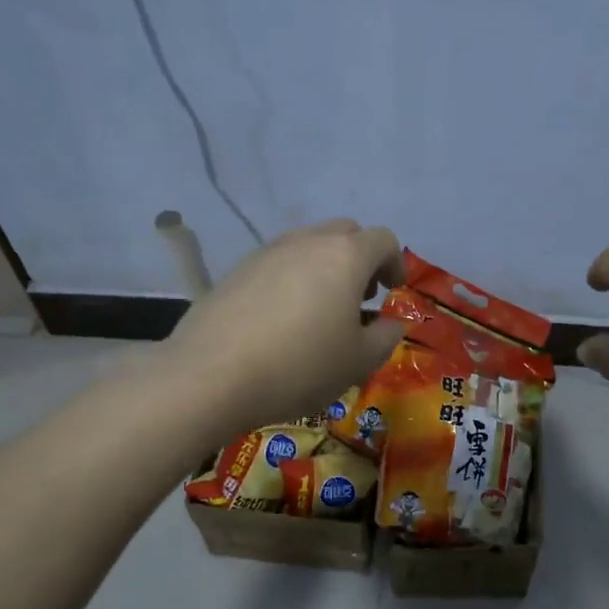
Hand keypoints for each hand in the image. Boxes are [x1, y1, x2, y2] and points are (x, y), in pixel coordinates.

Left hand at [163, 219, 405, 434]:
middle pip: (345, 233)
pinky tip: (282, 321)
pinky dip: (291, 281)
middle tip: (360, 297)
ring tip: (321, 312)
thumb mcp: (359, 361)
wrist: (213, 375)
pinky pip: (277, 265)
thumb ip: (385, 336)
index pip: (383, 240)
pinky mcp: (236, 270)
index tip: (392, 291)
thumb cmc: (301, 366)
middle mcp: (307, 242)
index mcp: (345, 256)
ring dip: (324, 268)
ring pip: (308, 246)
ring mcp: (267, 252)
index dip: (395, 262)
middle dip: (360, 259)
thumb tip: (389, 322)